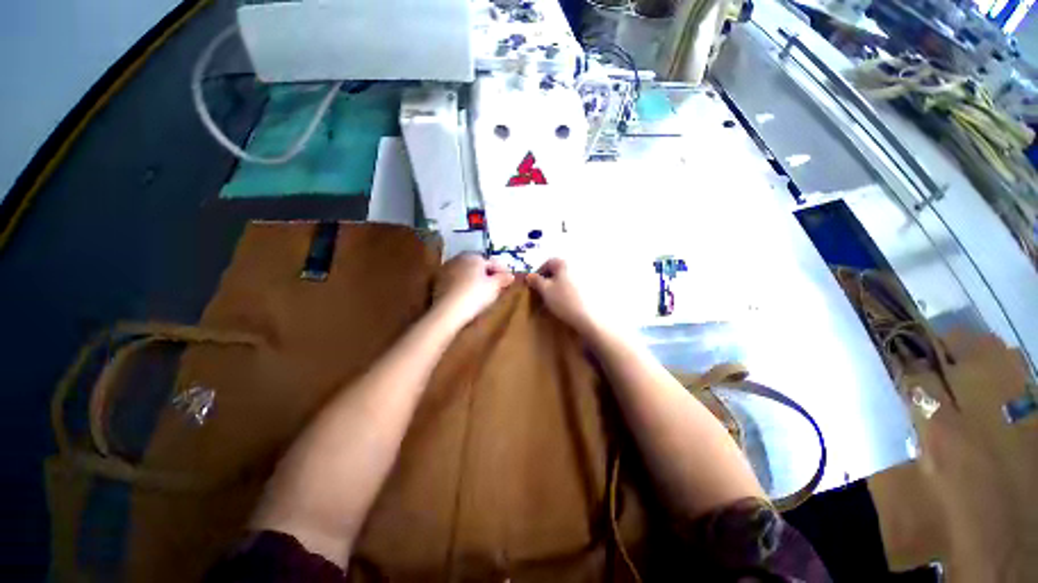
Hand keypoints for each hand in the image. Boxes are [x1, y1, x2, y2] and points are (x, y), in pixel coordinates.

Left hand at [434, 254, 514, 327]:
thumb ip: (503, 278)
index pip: (492, 262)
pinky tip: (467, 295)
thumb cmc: (475, 295)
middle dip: (487, 274)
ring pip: (466, 272)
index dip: (502, 271)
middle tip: (495, 286)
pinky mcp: (438, 281)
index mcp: (474, 257)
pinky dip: (463, 285)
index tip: (508, 280)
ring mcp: (446, 269)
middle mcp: (459, 258)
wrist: (448, 311)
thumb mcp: (494, 287)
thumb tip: (510, 275)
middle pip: (477, 266)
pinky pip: (456, 280)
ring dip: (474, 279)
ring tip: (482, 291)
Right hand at [527, 258, 599, 334]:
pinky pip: (576, 286)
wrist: (588, 317)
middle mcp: (577, 265)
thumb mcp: (545, 290)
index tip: (534, 285)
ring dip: (559, 286)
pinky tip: (567, 302)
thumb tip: (529, 275)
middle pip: (558, 270)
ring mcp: (586, 276)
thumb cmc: (564, 300)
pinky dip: (569, 291)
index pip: (548, 263)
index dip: (539, 273)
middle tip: (543, 293)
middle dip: (549, 280)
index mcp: (565, 263)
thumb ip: (535, 280)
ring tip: (554, 299)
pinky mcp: (592, 287)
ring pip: (567, 278)